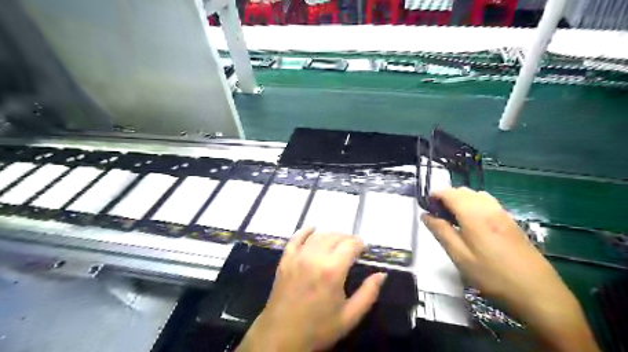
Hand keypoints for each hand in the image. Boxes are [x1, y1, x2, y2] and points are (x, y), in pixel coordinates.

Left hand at [235, 227, 385, 350]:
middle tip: (353, 247)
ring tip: (338, 242)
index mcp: (332, 271)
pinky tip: (312, 229)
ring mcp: (297, 256)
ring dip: (331, 235)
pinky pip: (296, 238)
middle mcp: (314, 257)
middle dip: (347, 238)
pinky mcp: (285, 259)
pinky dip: (305, 231)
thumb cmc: (318, 328)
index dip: (360, 244)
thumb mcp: (349, 316)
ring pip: (318, 235)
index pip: (350, 244)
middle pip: (335, 236)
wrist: (281, 336)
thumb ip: (368, 293)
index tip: (364, 249)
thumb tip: (381, 274)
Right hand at [421, 189, 597, 351]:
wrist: (540, 294)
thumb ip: (441, 232)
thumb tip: (425, 215)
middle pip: (463, 191)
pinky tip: (473, 223)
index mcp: (474, 215)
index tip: (425, 205)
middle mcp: (489, 208)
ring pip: (477, 195)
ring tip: (454, 219)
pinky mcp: (512, 222)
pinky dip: (475, 205)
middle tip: (437, 215)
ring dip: (461, 200)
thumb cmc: (493, 276)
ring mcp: (503, 214)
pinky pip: (488, 203)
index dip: (435, 195)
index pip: (450, 193)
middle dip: (447, 197)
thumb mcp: (460, 257)